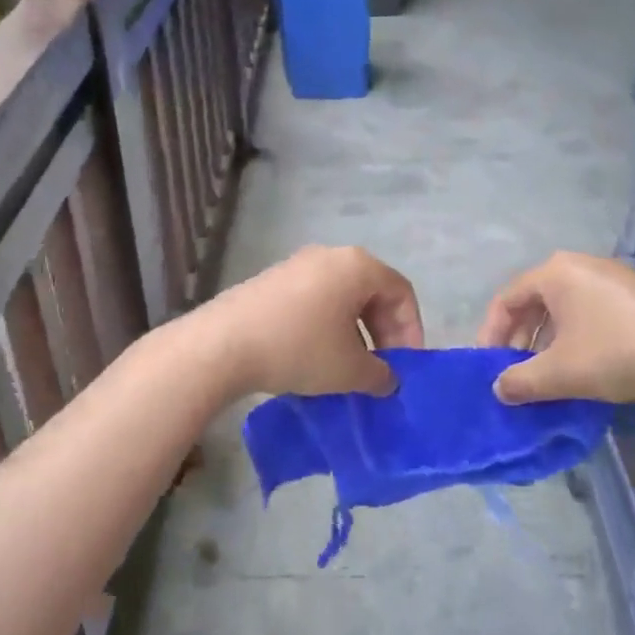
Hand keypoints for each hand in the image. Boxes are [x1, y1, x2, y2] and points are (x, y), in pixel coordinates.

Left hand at [191, 245, 423, 397]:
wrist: (223, 344)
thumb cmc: (299, 348)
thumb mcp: (349, 370)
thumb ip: (379, 375)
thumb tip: (387, 379)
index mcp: (357, 266)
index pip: (401, 293)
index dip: (411, 331)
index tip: (405, 367)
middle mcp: (330, 256)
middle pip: (372, 292)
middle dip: (383, 333)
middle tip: (381, 370)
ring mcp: (298, 265)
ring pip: (342, 297)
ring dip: (355, 332)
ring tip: (350, 369)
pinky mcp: (273, 281)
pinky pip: (315, 300)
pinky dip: (327, 326)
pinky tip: (316, 358)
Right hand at [476, 252, 634, 406]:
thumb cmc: (619, 353)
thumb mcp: (562, 373)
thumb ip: (521, 381)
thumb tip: (499, 388)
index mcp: (555, 272)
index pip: (506, 299)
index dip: (491, 334)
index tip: (488, 367)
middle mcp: (580, 265)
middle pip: (534, 301)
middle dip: (520, 339)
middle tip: (516, 372)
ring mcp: (613, 276)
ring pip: (564, 307)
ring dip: (548, 340)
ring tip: (548, 374)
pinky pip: (591, 310)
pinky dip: (577, 335)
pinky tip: (586, 365)